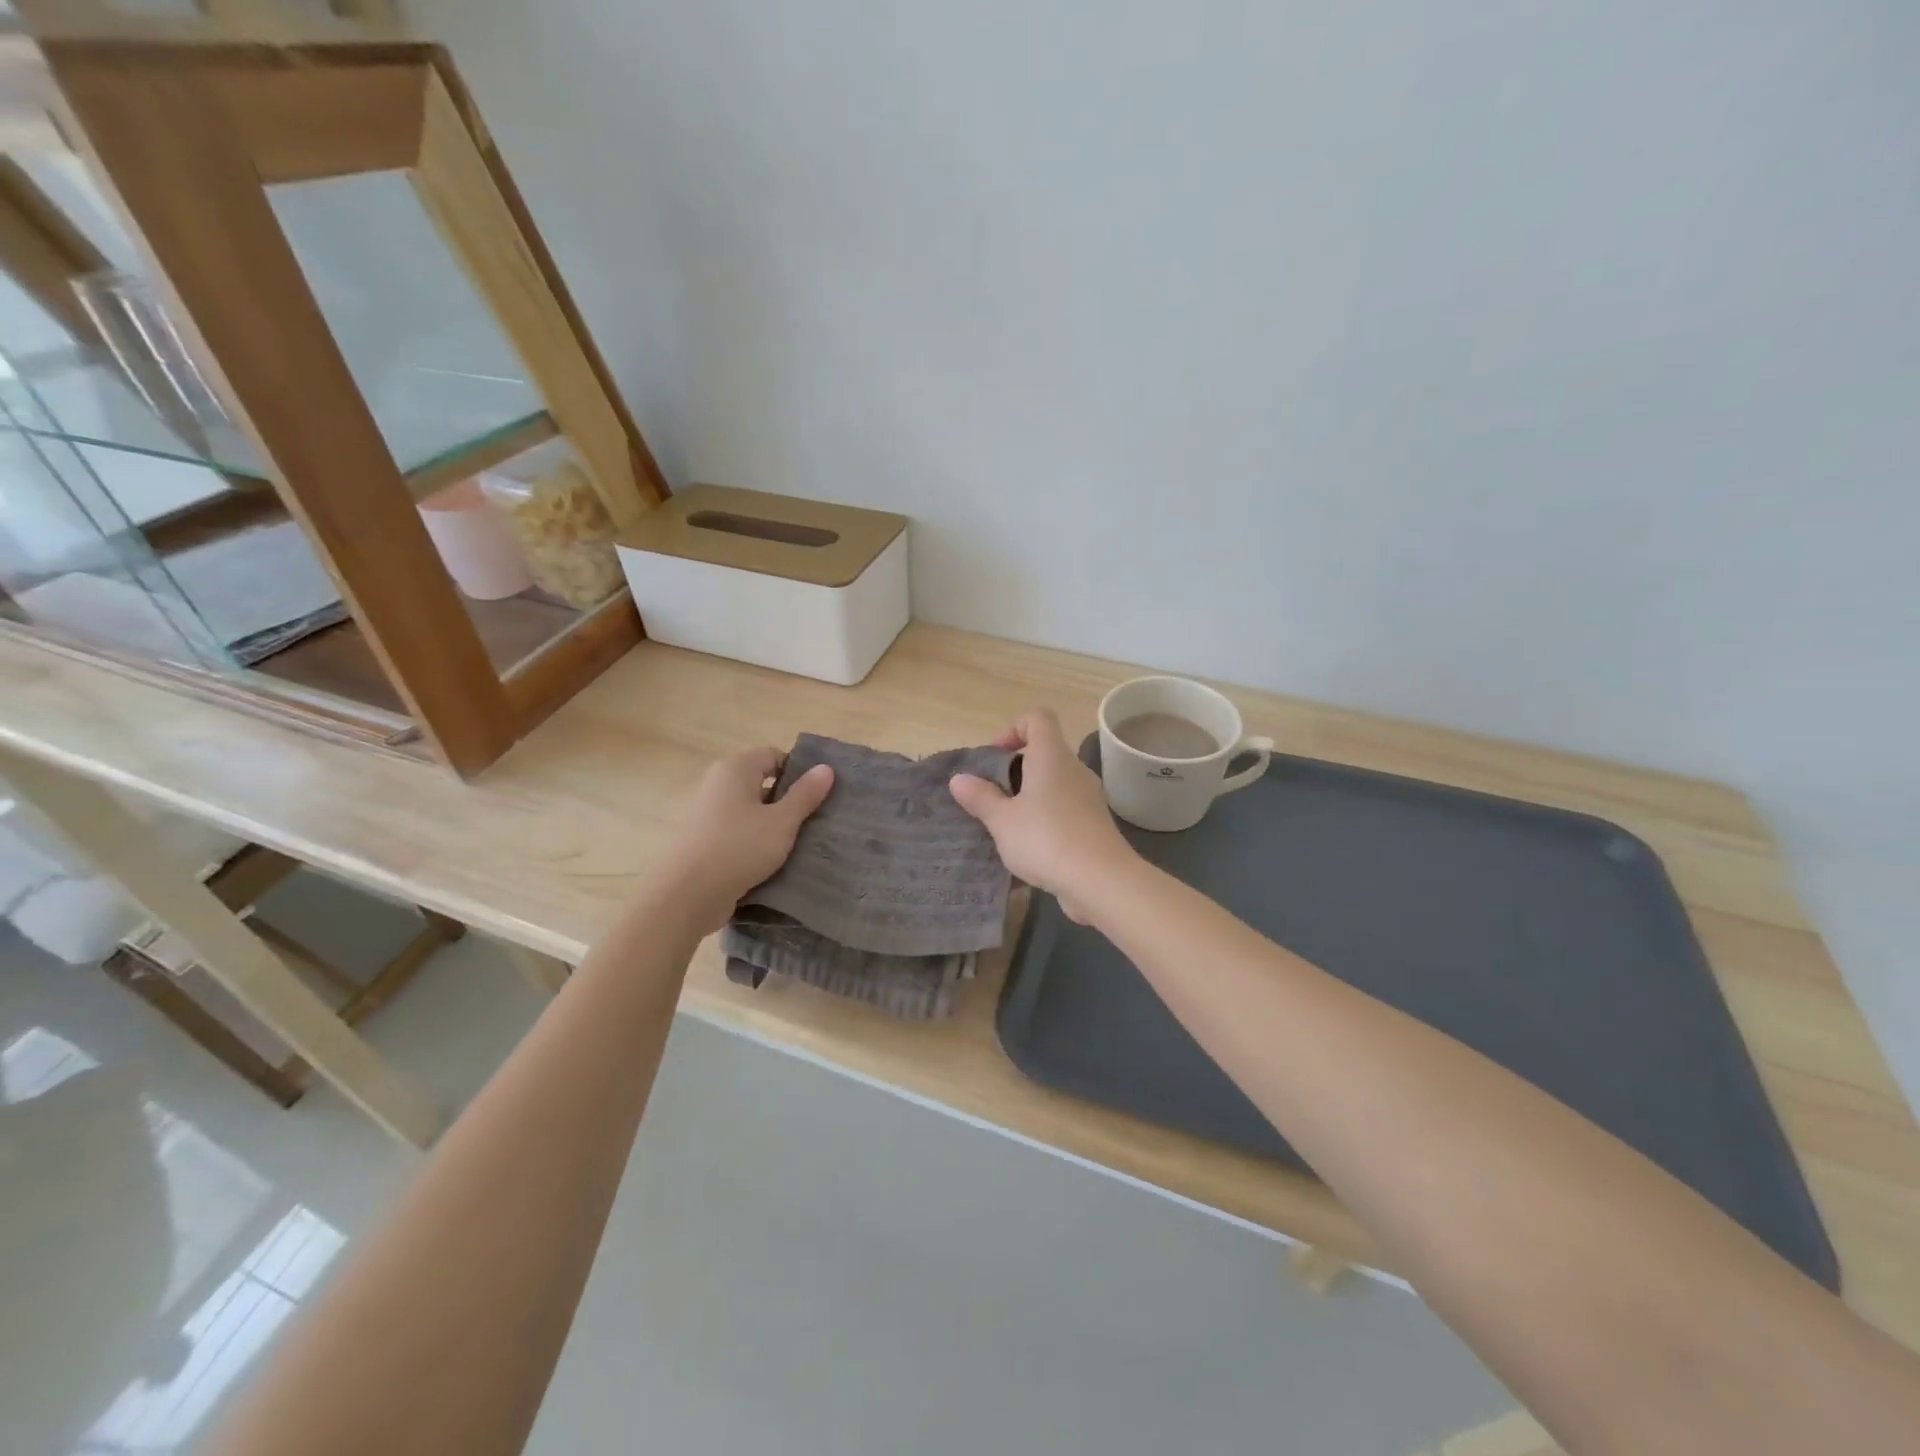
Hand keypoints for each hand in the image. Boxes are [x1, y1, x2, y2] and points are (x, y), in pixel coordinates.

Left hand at [664, 747, 834, 931]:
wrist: (684, 895)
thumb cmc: (738, 848)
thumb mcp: (782, 822)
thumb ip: (805, 795)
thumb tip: (826, 768)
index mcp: (735, 769)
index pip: (773, 755)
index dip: (797, 771)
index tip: (817, 795)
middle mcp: (717, 784)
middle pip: (760, 783)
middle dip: (786, 800)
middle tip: (813, 821)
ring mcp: (706, 814)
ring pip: (749, 811)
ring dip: (771, 825)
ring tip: (797, 845)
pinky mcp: (702, 842)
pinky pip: (736, 833)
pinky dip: (753, 843)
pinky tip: (770, 863)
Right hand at [949, 708, 1136, 922]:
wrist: (1101, 882)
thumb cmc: (1046, 839)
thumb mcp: (1002, 820)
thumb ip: (980, 797)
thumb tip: (959, 779)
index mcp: (1051, 756)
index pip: (1037, 717)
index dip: (1012, 728)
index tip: (994, 757)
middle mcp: (1074, 769)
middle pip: (1044, 751)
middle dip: (1014, 769)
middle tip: (991, 796)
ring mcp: (1088, 797)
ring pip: (1053, 783)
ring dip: (1028, 797)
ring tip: (1005, 825)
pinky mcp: (1094, 824)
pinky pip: (1064, 809)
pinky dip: (1045, 818)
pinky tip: (1028, 848)